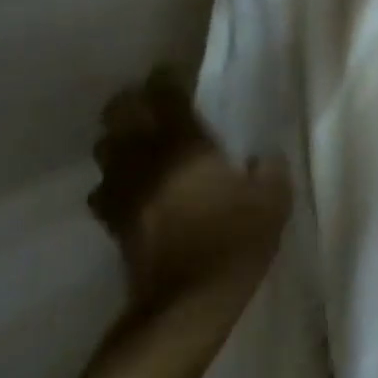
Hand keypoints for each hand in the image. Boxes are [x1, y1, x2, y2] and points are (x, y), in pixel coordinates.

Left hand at [90, 67, 289, 312]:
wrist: (187, 305)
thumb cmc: (236, 243)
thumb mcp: (272, 201)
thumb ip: (268, 171)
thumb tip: (260, 158)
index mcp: (186, 150)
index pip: (167, 100)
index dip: (166, 81)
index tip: (171, 72)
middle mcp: (147, 163)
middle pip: (120, 117)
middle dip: (132, 102)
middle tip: (150, 99)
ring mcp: (124, 193)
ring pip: (105, 150)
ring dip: (119, 138)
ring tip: (139, 139)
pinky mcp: (114, 223)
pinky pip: (105, 187)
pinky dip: (115, 177)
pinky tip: (132, 184)